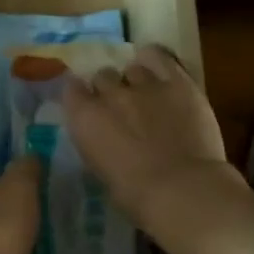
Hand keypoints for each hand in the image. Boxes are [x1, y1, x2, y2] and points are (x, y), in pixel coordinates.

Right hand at [63, 46, 234, 233]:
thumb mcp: (100, 169)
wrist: (182, 190)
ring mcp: (144, 84)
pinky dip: (155, 59)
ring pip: (132, 68)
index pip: (71, 88)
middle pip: (102, 76)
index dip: (81, 96)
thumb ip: (96, 142)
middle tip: (122, 106)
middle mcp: (109, 94)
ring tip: (147, 94)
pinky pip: (160, 57)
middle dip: (109, 89)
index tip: (88, 106)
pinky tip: (157, 65)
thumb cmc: (135, 196)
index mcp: (84, 117)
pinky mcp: (177, 82)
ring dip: (136, 80)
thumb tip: (103, 136)